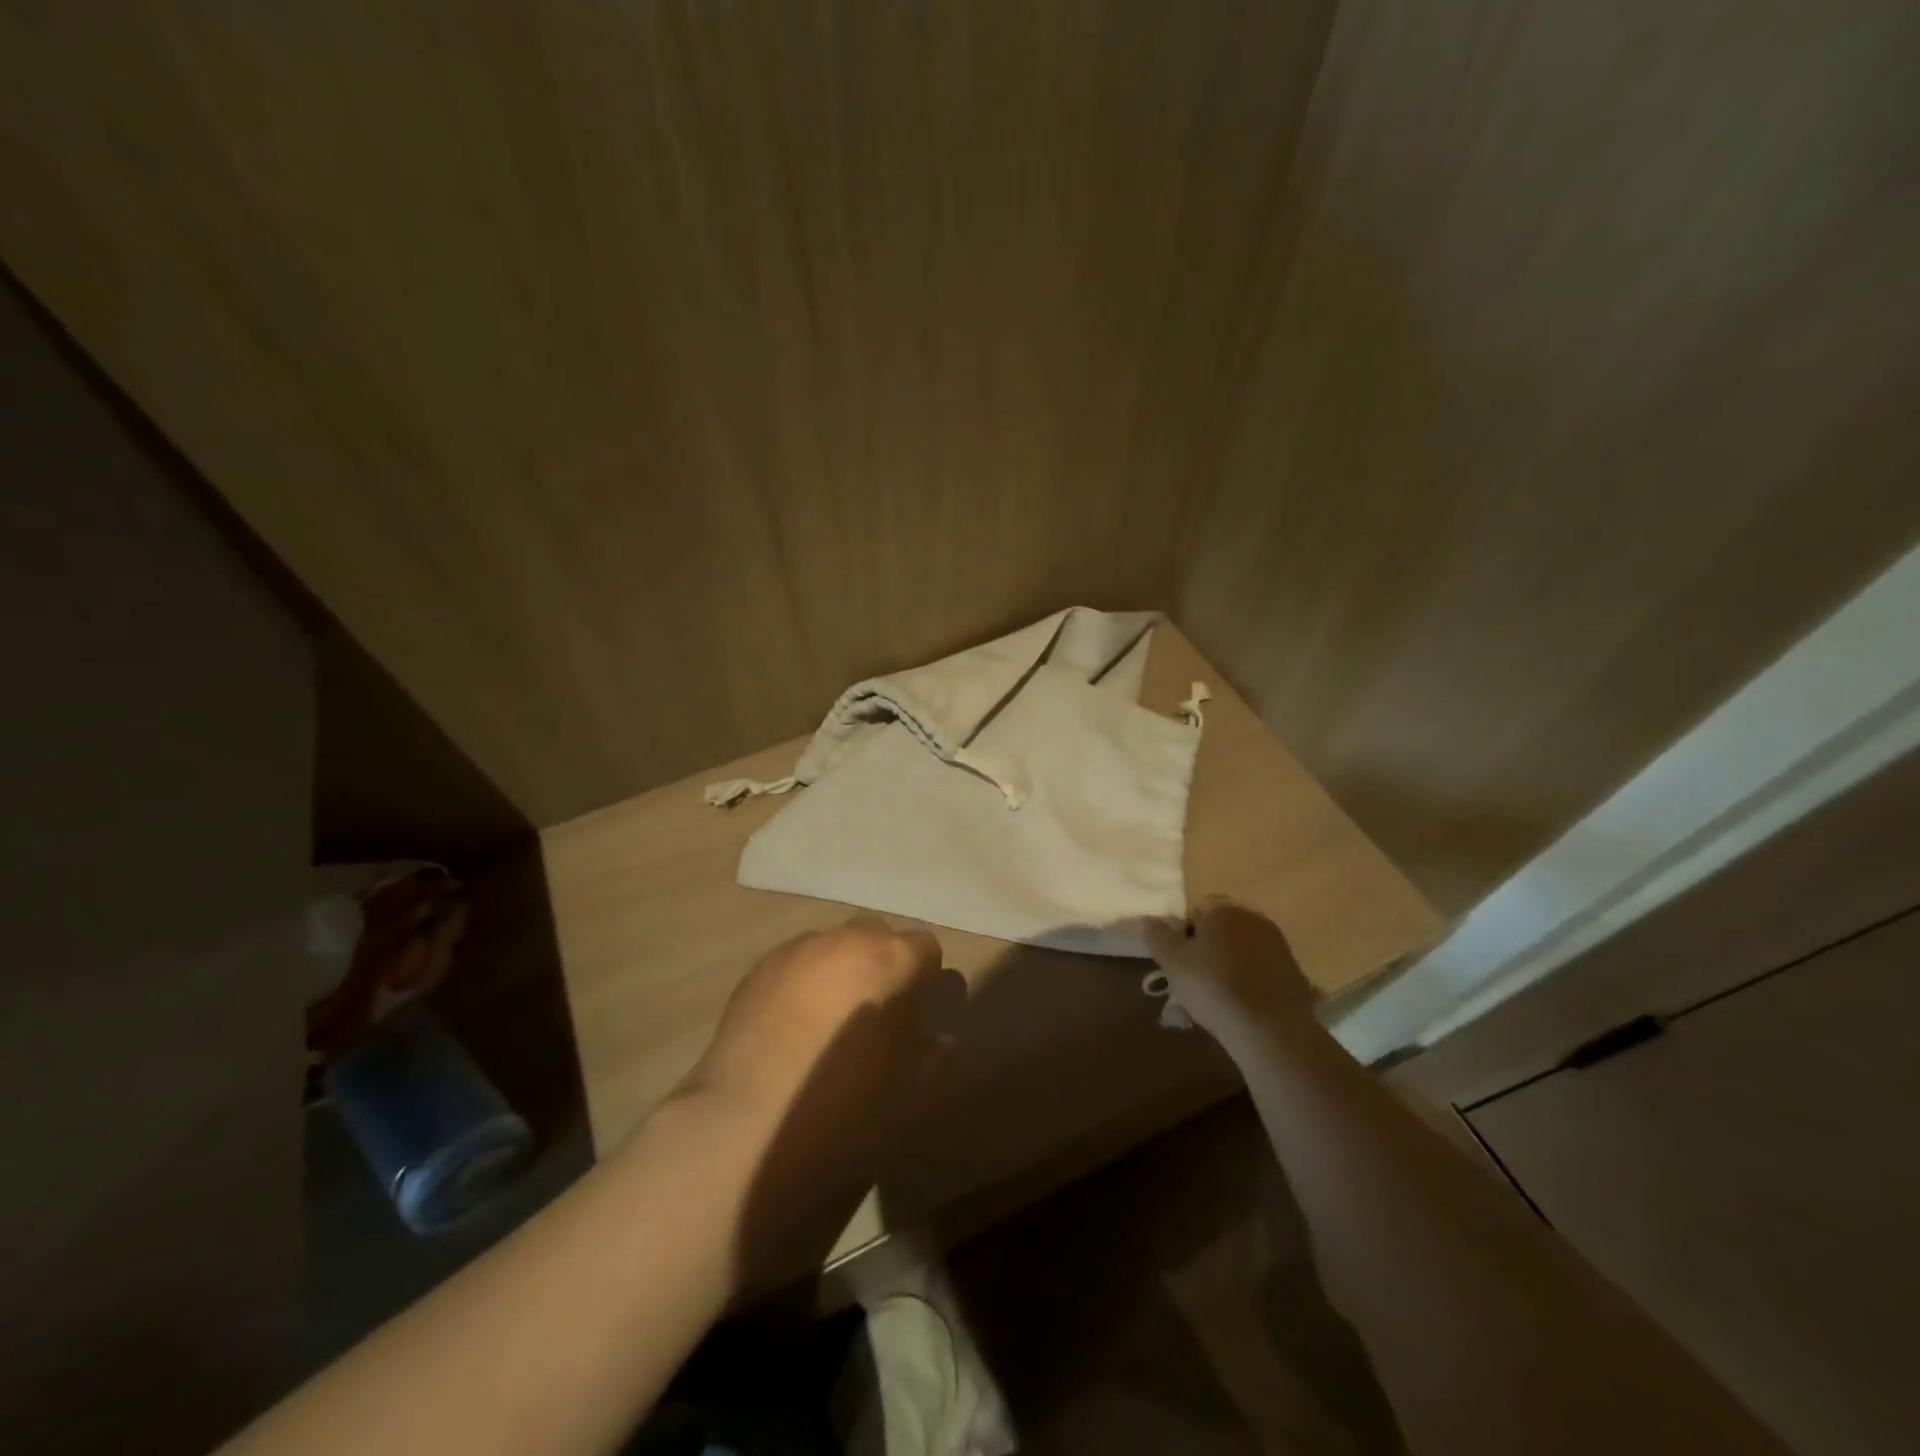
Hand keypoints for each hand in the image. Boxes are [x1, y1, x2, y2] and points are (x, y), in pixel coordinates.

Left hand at [683, 914, 951, 1119]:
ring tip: (829, 1018)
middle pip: (877, 934)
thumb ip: (935, 1056)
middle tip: (875, 1009)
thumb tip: (940, 1040)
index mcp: (890, 958)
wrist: (747, 1118)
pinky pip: (796, 963)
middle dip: (883, 961)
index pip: (925, 947)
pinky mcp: (759, 968)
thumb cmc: (844, 1100)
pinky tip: (793, 1024)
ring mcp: (797, 949)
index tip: (917, 1012)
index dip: (925, 977)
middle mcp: (845, 939)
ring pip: (833, 945)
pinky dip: (804, 981)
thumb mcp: (910, 1089)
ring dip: (841, 968)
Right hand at [1142, 899, 1315, 1043]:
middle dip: (1209, 947)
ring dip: (1230, 963)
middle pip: (1223, 927)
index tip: (1181, 960)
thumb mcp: (1173, 962)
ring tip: (1220, 996)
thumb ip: (1157, 936)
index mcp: (1225, 909)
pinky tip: (1244, 1005)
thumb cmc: (1214, 987)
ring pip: (1243, 948)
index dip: (1185, 932)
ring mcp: (1278, 944)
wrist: (1271, 1029)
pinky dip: (1252, 980)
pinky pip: (1262, 969)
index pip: (1199, 908)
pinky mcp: (1294, 971)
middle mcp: (1254, 918)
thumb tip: (1148, 919)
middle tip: (1196, 979)